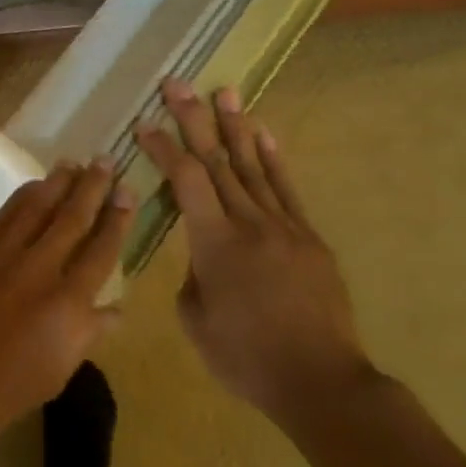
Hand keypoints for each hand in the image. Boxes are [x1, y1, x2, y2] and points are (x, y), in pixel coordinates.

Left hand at [0, 161, 132, 453]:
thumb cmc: (0, 391)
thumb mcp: (56, 372)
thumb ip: (87, 334)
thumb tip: (115, 307)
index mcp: (68, 305)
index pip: (101, 251)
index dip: (117, 219)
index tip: (127, 193)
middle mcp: (40, 270)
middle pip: (72, 218)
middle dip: (92, 187)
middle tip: (106, 161)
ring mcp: (3, 255)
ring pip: (38, 207)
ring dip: (58, 182)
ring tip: (74, 163)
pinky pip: (6, 214)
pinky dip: (24, 196)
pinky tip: (34, 185)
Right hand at [136, 79, 374, 421]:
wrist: (320, 382)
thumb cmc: (246, 357)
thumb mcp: (195, 319)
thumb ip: (192, 274)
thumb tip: (201, 254)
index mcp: (215, 243)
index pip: (185, 180)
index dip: (163, 148)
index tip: (144, 123)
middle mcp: (250, 223)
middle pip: (218, 160)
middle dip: (194, 119)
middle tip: (178, 84)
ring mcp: (284, 227)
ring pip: (254, 166)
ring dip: (236, 127)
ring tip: (225, 92)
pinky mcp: (309, 238)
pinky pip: (287, 190)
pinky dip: (274, 160)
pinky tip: (264, 135)